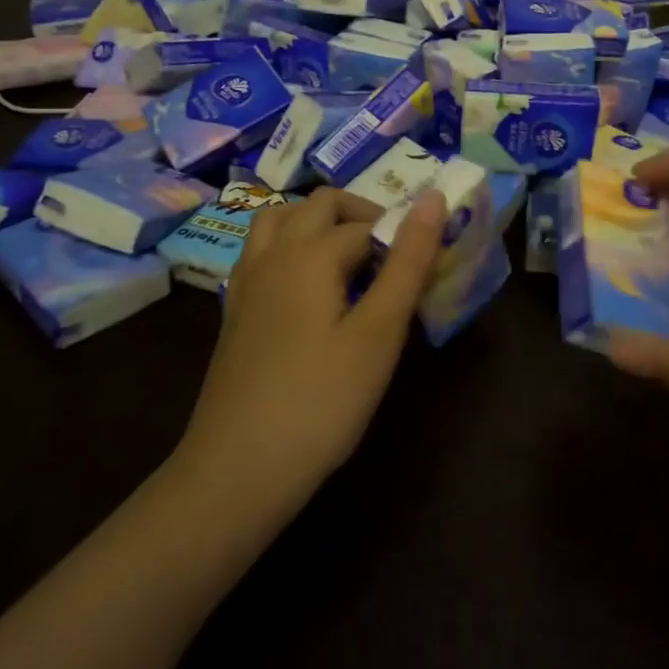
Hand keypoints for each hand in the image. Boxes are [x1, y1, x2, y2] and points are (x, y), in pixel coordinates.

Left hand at [173, 186, 448, 509]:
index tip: (428, 270)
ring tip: (350, 258)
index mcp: (310, 253)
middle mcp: (273, 254)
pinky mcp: (234, 311)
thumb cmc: (321, 402)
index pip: (368, 224)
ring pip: (279, 220)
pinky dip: (289, 247)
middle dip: (362, 216)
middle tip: (394, 256)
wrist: (237, 471)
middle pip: (319, 205)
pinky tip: (307, 289)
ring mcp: (246, 282)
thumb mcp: (379, 333)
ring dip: (318, 222)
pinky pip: (261, 252)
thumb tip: (434, 197)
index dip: (403, 238)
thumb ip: (408, 262)